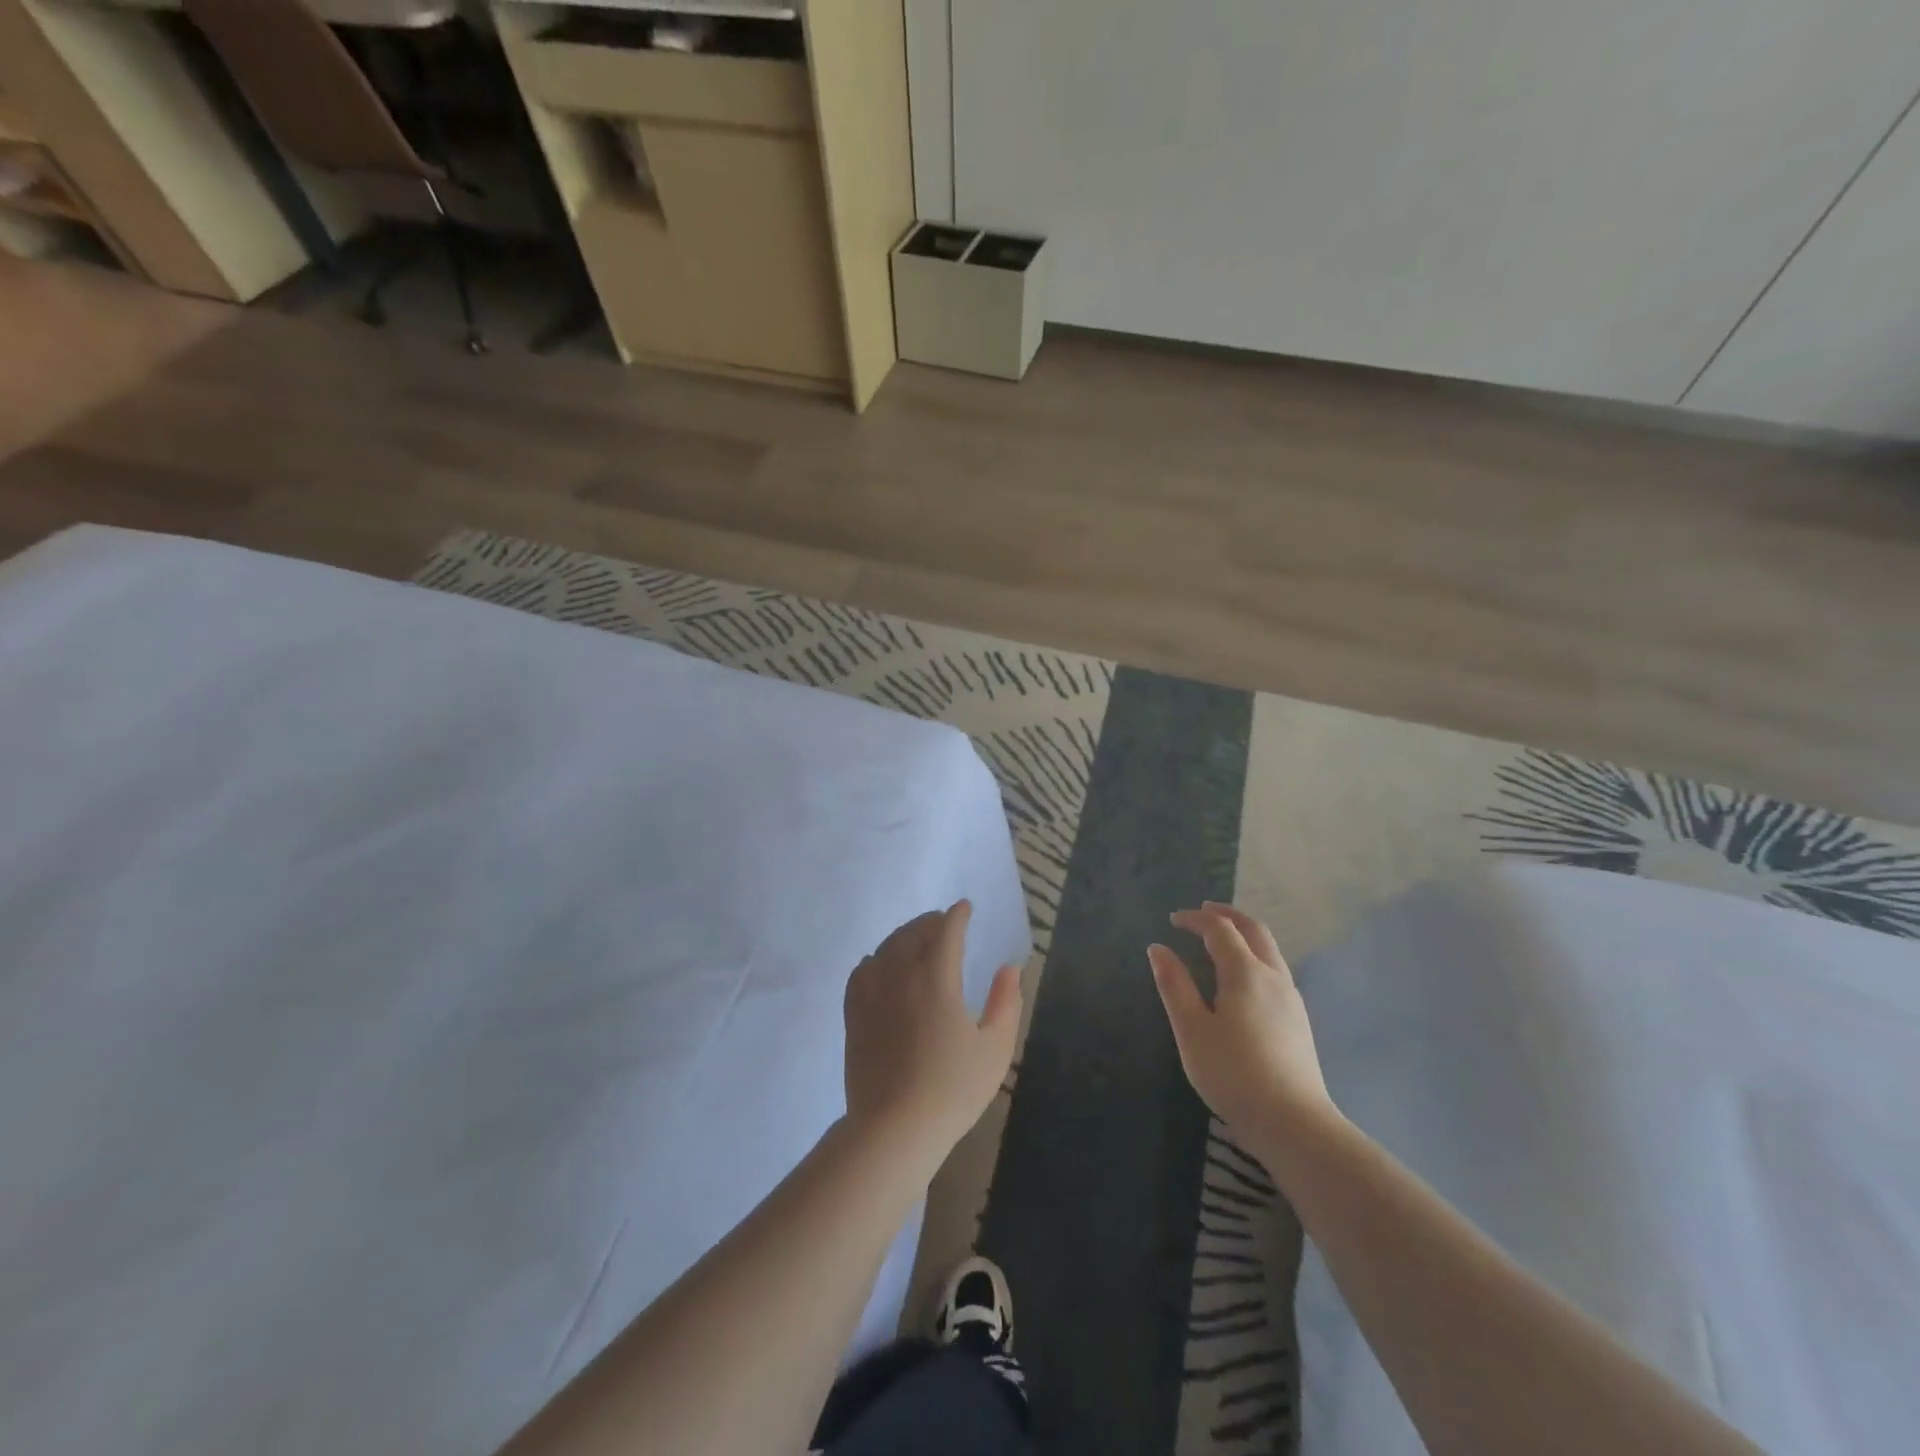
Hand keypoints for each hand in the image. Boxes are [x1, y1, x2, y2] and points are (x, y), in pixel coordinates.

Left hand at [843, 901, 1022, 1162]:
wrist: (894, 1129)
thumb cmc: (952, 1090)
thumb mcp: (995, 1049)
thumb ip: (1006, 1003)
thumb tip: (1009, 968)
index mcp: (937, 979)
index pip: (946, 932)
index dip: (957, 915)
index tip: (965, 908)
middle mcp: (901, 976)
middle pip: (913, 933)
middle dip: (931, 921)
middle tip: (944, 922)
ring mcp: (872, 994)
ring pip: (886, 947)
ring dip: (903, 935)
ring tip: (916, 939)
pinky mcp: (854, 1014)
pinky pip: (861, 971)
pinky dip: (876, 959)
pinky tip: (881, 965)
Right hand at [1149, 902, 1335, 1141]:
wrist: (1293, 1123)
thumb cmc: (1233, 1073)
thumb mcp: (1192, 1029)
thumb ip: (1174, 985)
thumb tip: (1158, 949)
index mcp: (1245, 973)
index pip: (1220, 929)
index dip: (1195, 919)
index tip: (1172, 919)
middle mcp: (1273, 976)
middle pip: (1254, 930)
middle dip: (1227, 915)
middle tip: (1203, 910)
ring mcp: (1291, 998)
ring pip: (1269, 950)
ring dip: (1244, 934)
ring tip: (1221, 938)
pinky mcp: (1298, 1020)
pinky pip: (1275, 969)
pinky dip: (1254, 955)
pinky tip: (1242, 977)